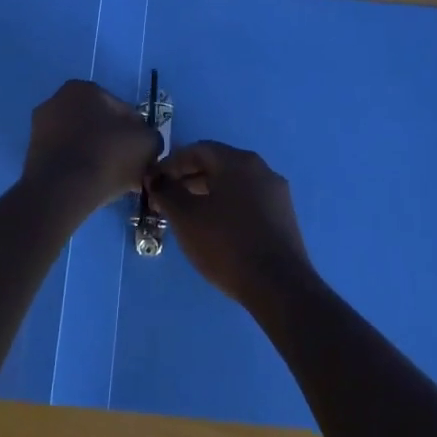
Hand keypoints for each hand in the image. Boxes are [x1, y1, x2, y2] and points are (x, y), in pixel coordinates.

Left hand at [23, 80, 162, 209]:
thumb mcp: (147, 142)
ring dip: (97, 156)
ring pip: (82, 142)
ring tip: (112, 181)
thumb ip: (151, 137)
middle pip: (99, 125)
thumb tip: (145, 143)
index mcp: (82, 88)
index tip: (143, 154)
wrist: (61, 191)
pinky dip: (79, 169)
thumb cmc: (106, 155)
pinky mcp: (32, 155)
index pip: (122, 110)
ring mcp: (40, 128)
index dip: (137, 133)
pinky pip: (67, 159)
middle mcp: (56, 100)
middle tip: (129, 168)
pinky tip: (92, 186)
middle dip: (114, 143)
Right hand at [147, 142, 314, 306]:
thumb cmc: (226, 244)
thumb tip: (157, 179)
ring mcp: (276, 193)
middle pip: (217, 165)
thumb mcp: (186, 217)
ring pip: (233, 184)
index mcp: (238, 161)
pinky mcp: (284, 216)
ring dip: (207, 193)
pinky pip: (248, 201)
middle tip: (166, 199)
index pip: (198, 150)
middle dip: (188, 179)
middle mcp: (261, 169)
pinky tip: (215, 228)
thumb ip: (166, 192)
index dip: (171, 164)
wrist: (278, 286)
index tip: (153, 183)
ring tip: (187, 215)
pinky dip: (226, 206)